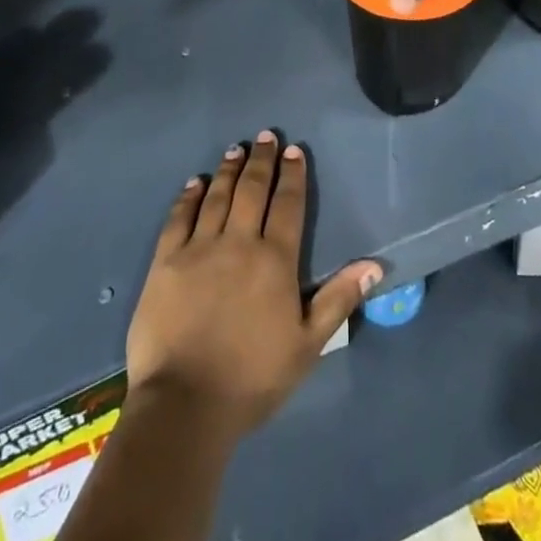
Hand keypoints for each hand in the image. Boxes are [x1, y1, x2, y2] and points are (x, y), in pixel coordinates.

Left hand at [127, 132, 379, 439]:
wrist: (185, 405)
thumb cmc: (253, 378)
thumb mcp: (308, 345)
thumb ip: (338, 299)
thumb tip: (374, 264)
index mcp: (274, 260)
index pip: (287, 204)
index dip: (292, 175)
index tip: (293, 151)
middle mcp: (238, 242)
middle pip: (252, 189)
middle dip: (261, 160)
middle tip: (266, 136)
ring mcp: (199, 248)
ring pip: (217, 196)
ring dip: (228, 170)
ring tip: (236, 149)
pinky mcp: (166, 261)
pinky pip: (179, 217)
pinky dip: (189, 196)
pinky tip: (195, 182)